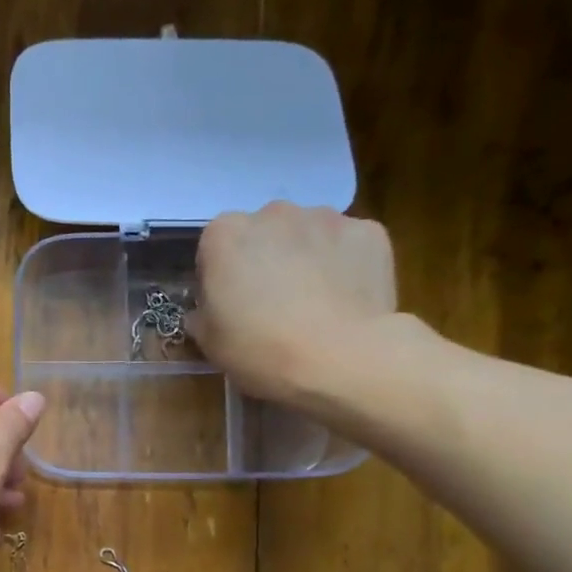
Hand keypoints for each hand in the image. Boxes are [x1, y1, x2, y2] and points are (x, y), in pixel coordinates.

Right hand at [188, 202, 398, 404]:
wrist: (341, 358)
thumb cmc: (261, 350)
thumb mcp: (210, 343)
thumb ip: (202, 315)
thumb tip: (207, 310)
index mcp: (225, 234)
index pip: (214, 249)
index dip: (220, 279)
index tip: (229, 308)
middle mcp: (273, 213)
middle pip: (263, 235)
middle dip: (264, 260)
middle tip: (272, 305)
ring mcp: (326, 218)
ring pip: (307, 236)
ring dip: (305, 258)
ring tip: (315, 303)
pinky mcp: (369, 231)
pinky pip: (348, 245)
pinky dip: (345, 264)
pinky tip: (346, 300)